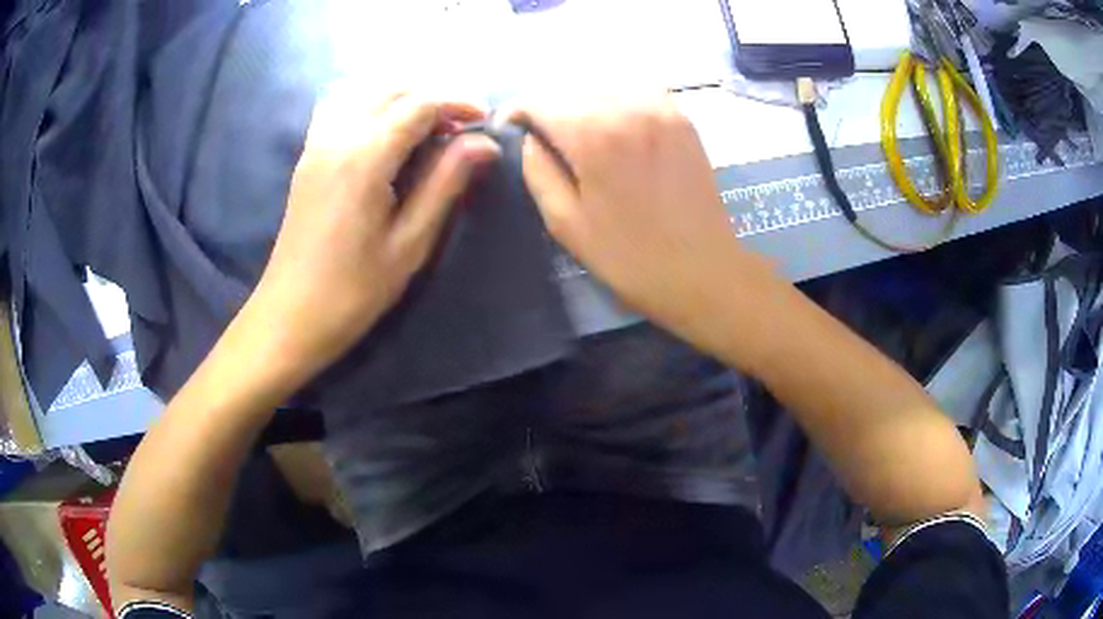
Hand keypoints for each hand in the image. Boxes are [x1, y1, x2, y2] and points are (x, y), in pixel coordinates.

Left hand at [243, 90, 499, 384]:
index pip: (419, 104)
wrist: (291, 315)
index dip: (458, 104)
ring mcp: (317, 143)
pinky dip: (371, 105)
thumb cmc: (354, 290)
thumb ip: (446, 183)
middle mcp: (337, 136)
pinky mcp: (308, 155)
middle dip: (433, 97)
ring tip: (427, 126)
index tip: (486, 121)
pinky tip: (384, 132)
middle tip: (461, 127)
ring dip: (401, 97)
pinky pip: (341, 107)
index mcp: (364, 157)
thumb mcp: (410, 242)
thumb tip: (484, 144)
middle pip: (391, 89)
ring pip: (364, 92)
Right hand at [511, 93, 769, 350]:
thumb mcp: (566, 223)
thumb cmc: (629, 257)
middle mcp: (626, 107)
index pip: (539, 100)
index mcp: (593, 134)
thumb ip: (538, 170)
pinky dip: (618, 100)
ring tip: (577, 131)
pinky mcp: (681, 118)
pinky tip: (616, 126)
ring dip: (582, 102)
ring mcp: (660, 108)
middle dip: (548, 107)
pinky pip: (638, 92)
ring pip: (604, 86)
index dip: (516, 111)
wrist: (703, 271)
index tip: (510, 129)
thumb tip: (530, 138)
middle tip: (541, 135)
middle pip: (571, 89)